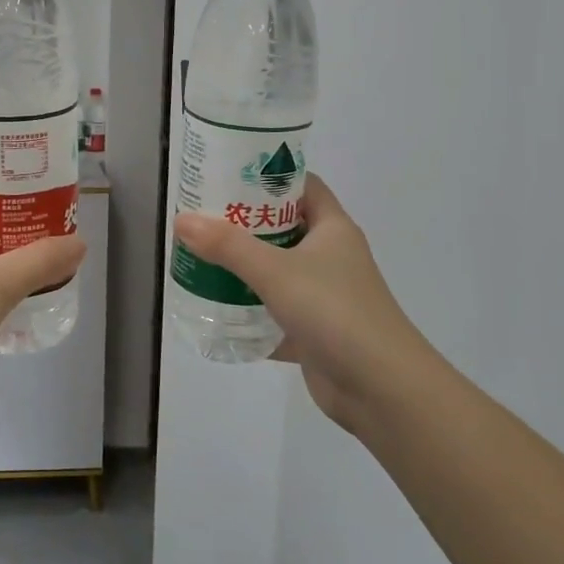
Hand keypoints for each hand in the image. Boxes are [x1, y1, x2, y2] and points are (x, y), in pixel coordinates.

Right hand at [174, 173, 424, 431]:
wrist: (382, 389)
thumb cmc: (334, 311)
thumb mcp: (275, 271)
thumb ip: (227, 246)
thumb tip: (181, 220)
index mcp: (332, 229)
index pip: (301, 187)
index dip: (268, 176)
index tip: (228, 174)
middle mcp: (331, 257)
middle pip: (283, 228)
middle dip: (244, 223)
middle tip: (202, 217)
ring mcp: (324, 296)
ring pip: (277, 271)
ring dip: (244, 268)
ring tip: (201, 259)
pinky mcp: (315, 332)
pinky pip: (275, 312)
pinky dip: (250, 312)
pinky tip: (216, 310)